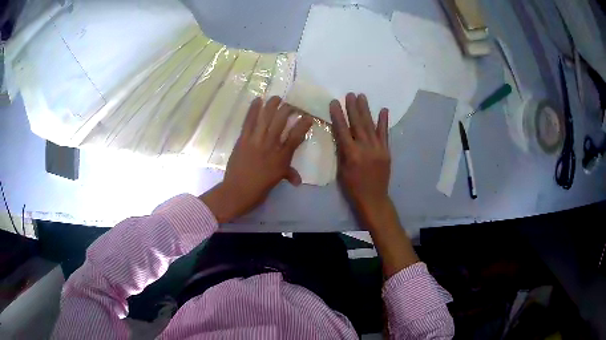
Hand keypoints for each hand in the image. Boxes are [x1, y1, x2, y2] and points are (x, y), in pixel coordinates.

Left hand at [201, 96, 312, 222]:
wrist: (237, 192)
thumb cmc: (259, 189)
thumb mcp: (277, 180)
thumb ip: (289, 174)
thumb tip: (298, 180)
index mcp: (282, 157)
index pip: (296, 136)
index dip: (303, 124)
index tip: (308, 117)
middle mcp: (271, 145)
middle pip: (281, 122)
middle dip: (288, 110)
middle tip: (291, 105)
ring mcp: (256, 140)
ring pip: (266, 118)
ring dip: (272, 105)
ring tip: (277, 97)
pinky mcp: (243, 139)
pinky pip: (249, 121)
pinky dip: (253, 110)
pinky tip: (258, 100)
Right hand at [330, 93, 390, 219]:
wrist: (373, 199)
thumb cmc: (353, 187)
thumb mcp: (341, 171)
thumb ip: (342, 151)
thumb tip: (341, 135)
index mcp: (351, 154)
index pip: (342, 130)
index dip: (338, 115)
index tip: (334, 102)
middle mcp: (365, 149)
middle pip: (357, 124)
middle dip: (353, 108)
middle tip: (350, 94)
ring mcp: (378, 149)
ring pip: (370, 126)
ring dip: (366, 110)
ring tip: (362, 96)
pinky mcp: (386, 151)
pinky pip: (384, 134)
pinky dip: (383, 122)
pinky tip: (383, 110)